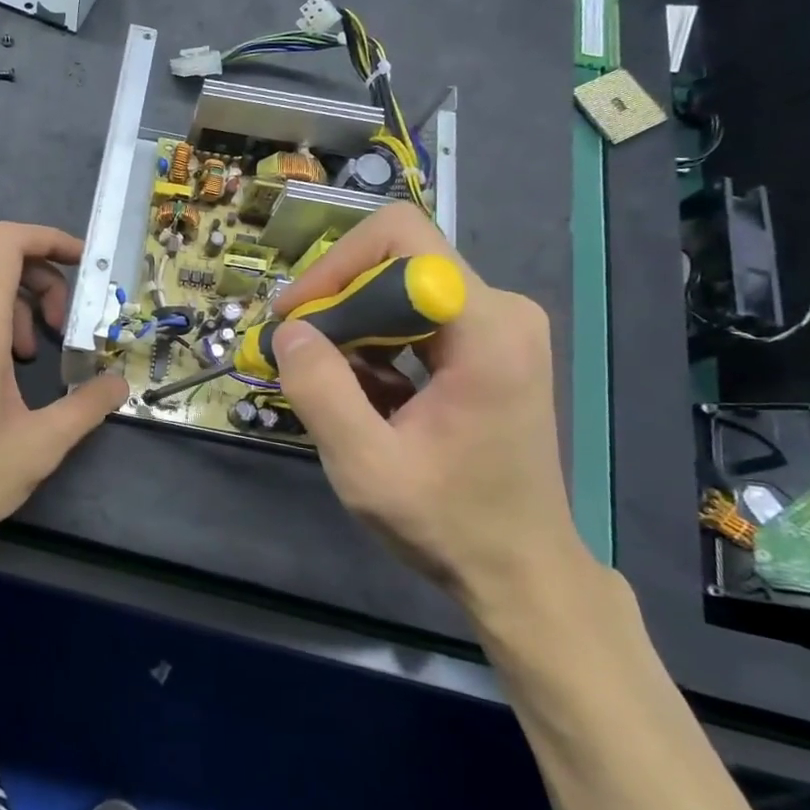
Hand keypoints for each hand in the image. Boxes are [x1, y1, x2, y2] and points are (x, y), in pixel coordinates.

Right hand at [270, 204, 582, 608]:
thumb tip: (287, 330)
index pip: (401, 238)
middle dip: (337, 298)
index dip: (336, 266)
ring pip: (402, 286)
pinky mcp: (488, 346)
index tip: (297, 318)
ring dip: (352, 323)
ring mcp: (498, 327)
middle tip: (297, 350)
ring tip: (323, 376)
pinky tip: (358, 390)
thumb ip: (321, 391)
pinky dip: (374, 342)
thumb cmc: (449, 523)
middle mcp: (501, 310)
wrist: (522, 571)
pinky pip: (416, 315)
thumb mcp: (366, 467)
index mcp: (487, 329)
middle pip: (399, 258)